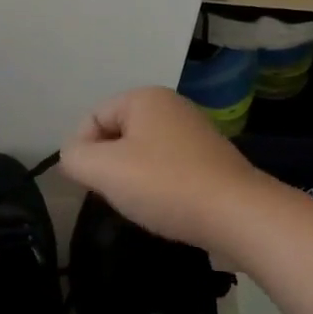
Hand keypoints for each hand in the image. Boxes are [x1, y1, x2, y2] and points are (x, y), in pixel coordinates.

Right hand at [59, 86, 275, 256]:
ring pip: (142, 154)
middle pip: (117, 135)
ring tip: (142, 204)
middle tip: (116, 194)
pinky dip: (160, 187)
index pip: (92, 118)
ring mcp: (195, 133)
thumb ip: (74, 158)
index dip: (82, 151)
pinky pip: (168, 169)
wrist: (238, 216)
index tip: (91, 183)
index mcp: (145, 98)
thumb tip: (74, 156)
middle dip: (109, 165)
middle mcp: (171, 107)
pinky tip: (166, 208)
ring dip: (133, 179)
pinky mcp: (211, 161)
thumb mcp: (103, 170)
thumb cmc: (165, 185)